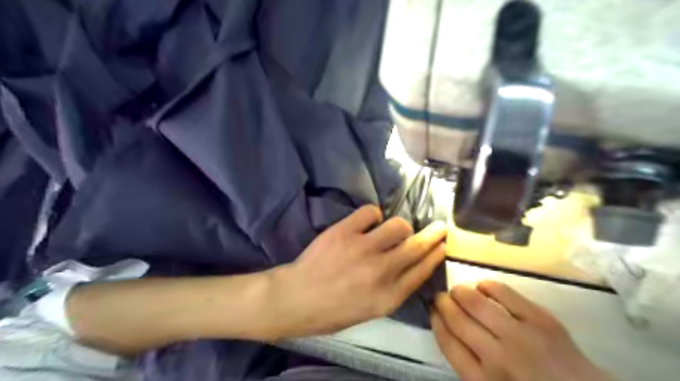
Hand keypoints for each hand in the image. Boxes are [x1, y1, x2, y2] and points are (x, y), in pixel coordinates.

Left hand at [262, 205, 450, 338]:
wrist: (295, 299)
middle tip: (440, 227)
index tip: (443, 246)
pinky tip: (367, 222)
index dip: (435, 256)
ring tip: (390, 230)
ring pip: (398, 225)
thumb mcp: (369, 311)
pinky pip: (370, 211)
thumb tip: (407, 266)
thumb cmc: (331, 311)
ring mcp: (363, 249)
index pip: (421, 272)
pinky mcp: (344, 232)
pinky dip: (373, 215)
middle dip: (434, 235)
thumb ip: (392, 290)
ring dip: (399, 226)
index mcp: (388, 297)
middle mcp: (381, 272)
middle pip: (417, 247)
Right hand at [435, 280, 617, 379]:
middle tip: (440, 296)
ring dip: (460, 292)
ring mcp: (520, 335)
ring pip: (476, 303)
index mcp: (482, 380)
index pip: (447, 342)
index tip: (432, 310)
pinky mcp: (540, 319)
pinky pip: (504, 293)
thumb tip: (446, 327)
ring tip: (457, 290)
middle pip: (457, 320)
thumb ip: (467, 363)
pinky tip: (482, 286)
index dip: (436, 321)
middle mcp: (496, 357)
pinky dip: (487, 285)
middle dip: (443, 303)